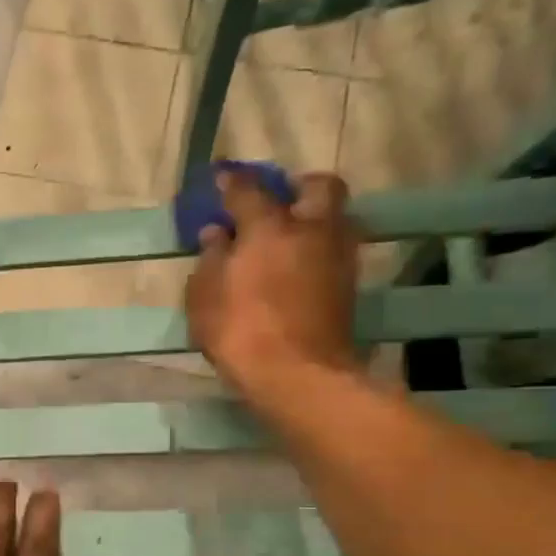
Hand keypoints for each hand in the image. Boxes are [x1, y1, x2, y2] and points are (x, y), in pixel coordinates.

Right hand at [185, 169, 363, 405]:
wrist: (299, 376)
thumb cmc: (241, 333)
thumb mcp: (205, 298)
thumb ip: (210, 260)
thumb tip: (216, 234)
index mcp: (268, 227)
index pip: (248, 190)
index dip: (232, 182)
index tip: (222, 179)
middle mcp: (310, 230)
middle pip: (319, 186)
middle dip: (298, 187)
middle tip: (277, 203)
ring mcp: (337, 256)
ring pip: (336, 217)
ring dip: (315, 218)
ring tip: (290, 238)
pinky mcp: (349, 285)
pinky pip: (336, 249)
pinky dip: (319, 249)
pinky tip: (299, 266)